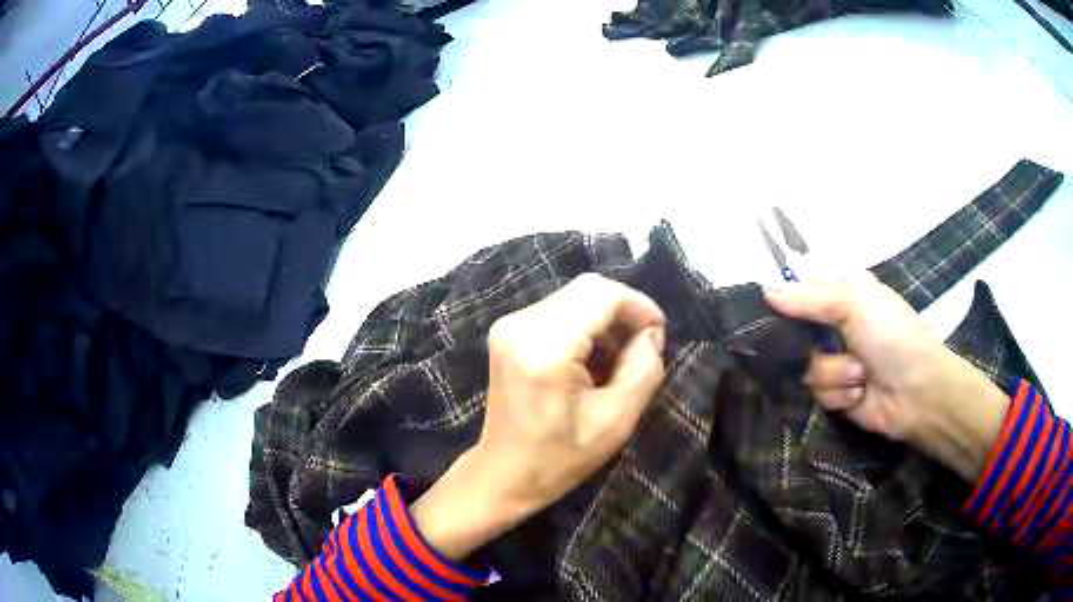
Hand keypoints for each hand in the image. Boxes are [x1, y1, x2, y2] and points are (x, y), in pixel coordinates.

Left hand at [412, 274, 665, 558]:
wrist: (504, 474)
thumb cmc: (559, 458)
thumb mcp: (616, 421)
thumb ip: (643, 369)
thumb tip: (651, 333)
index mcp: (545, 348)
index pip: (603, 295)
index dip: (640, 307)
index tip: (659, 336)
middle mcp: (521, 325)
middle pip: (588, 290)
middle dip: (624, 313)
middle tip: (644, 348)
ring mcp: (509, 326)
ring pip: (575, 298)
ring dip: (606, 320)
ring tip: (621, 360)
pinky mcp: (508, 332)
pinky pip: (558, 311)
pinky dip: (585, 326)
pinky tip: (594, 359)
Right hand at [764, 271, 1008, 480]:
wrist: (917, 392)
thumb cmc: (892, 336)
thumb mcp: (855, 303)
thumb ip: (810, 297)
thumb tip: (765, 290)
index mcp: (842, 294)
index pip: (800, 288)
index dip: (786, 297)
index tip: (773, 308)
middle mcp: (834, 325)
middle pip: (794, 332)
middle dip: (810, 344)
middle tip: (826, 344)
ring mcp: (834, 361)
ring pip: (804, 367)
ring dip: (832, 373)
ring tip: (859, 374)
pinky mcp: (835, 393)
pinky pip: (817, 393)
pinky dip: (839, 394)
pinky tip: (858, 393)